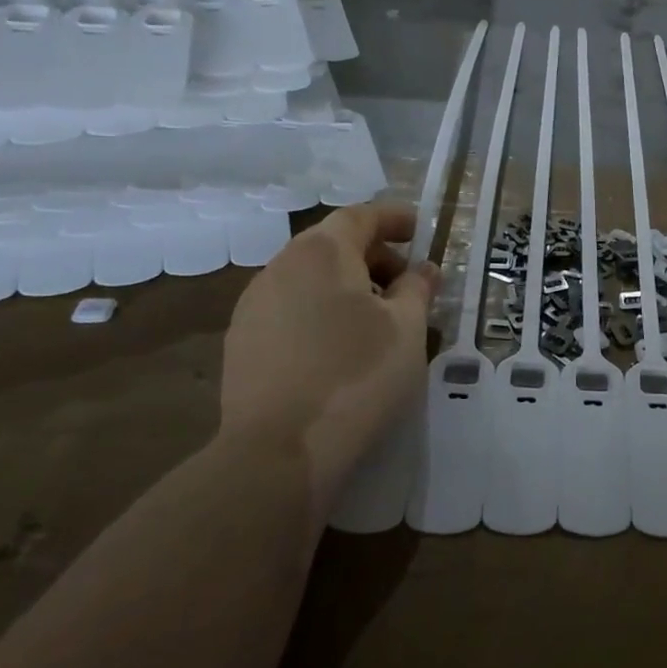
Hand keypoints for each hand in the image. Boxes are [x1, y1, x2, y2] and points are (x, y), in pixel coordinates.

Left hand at [219, 202, 436, 496]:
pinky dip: (321, 311)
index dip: (393, 218)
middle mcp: (280, 268)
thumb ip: (417, 289)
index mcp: (321, 253)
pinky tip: (341, 347)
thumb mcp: (407, 329)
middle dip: (374, 255)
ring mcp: (254, 306)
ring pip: (308, 278)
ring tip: (378, 318)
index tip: (419, 228)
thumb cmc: (357, 376)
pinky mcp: (243, 343)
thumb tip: (423, 270)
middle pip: (331, 245)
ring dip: (347, 285)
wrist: (279, 451)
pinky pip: (290, 309)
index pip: (360, 216)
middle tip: (407, 282)